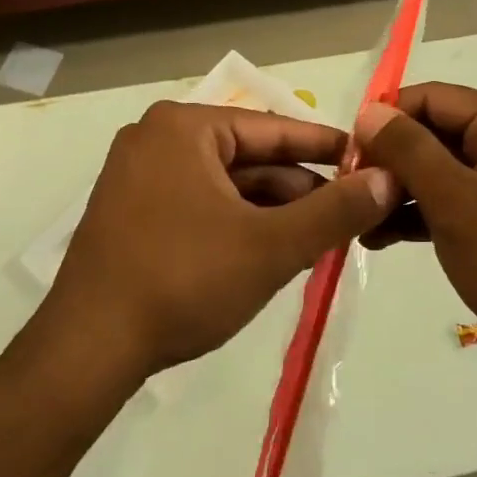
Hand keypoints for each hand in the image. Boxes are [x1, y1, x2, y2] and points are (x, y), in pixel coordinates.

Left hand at [49, 101, 396, 381]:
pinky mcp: (130, 212)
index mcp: (184, 127)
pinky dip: (238, 224)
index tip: (369, 160)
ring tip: (318, 239)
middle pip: (249, 157)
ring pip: (226, 185)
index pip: (274, 128)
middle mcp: (156, 139)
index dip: (327, 146)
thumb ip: (335, 211)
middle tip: (349, 213)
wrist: (88, 349)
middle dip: (299, 189)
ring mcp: (138, 176)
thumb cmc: (183, 281)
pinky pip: (199, 204)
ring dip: (271, 211)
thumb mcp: (271, 246)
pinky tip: (270, 252)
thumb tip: (388, 180)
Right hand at [353, 84, 476, 390]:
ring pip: (442, 172)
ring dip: (399, 191)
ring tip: (358, 223)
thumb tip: (370, 110)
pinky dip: (422, 215)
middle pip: (436, 133)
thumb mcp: (458, 203)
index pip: (432, 97)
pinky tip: (384, 238)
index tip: (346, 154)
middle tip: (348, 194)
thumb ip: (410, 150)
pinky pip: (456, 204)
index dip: (386, 118)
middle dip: (390, 159)